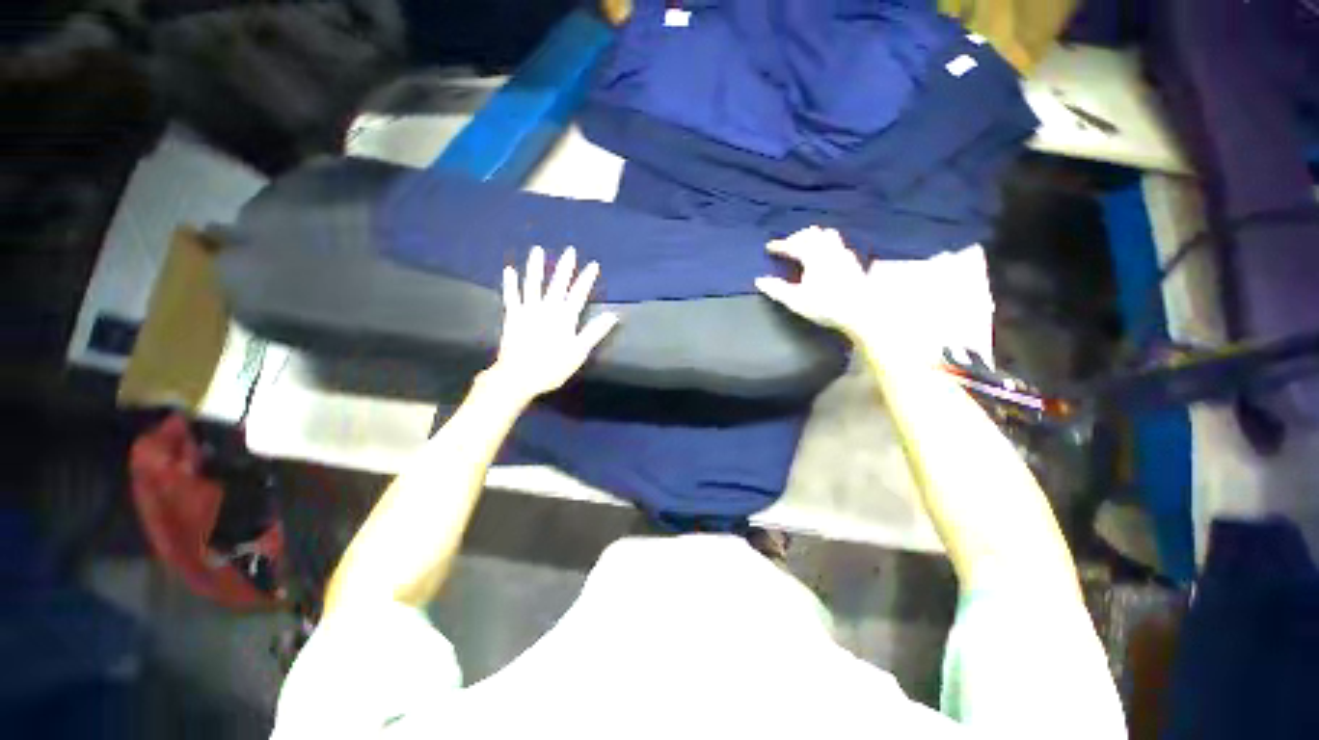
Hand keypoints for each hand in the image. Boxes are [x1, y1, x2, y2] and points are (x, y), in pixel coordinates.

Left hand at [486, 246, 618, 401]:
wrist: (518, 376)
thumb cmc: (552, 367)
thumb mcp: (578, 352)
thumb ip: (594, 332)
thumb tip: (613, 316)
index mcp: (565, 318)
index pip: (579, 294)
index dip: (586, 279)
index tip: (593, 264)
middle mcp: (547, 309)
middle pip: (558, 284)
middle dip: (565, 267)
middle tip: (569, 250)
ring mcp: (528, 311)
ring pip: (533, 284)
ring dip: (536, 267)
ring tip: (537, 249)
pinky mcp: (513, 316)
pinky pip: (511, 296)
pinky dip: (510, 283)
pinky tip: (509, 270)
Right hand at [754, 226, 873, 335]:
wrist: (860, 312)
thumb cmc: (825, 306)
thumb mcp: (796, 300)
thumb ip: (776, 289)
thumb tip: (760, 280)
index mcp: (814, 256)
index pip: (794, 244)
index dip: (780, 245)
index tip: (770, 247)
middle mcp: (830, 250)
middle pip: (813, 233)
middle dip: (798, 237)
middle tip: (788, 245)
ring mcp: (844, 255)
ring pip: (828, 236)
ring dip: (815, 238)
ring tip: (806, 248)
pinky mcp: (854, 263)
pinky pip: (838, 245)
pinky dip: (827, 246)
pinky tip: (826, 258)